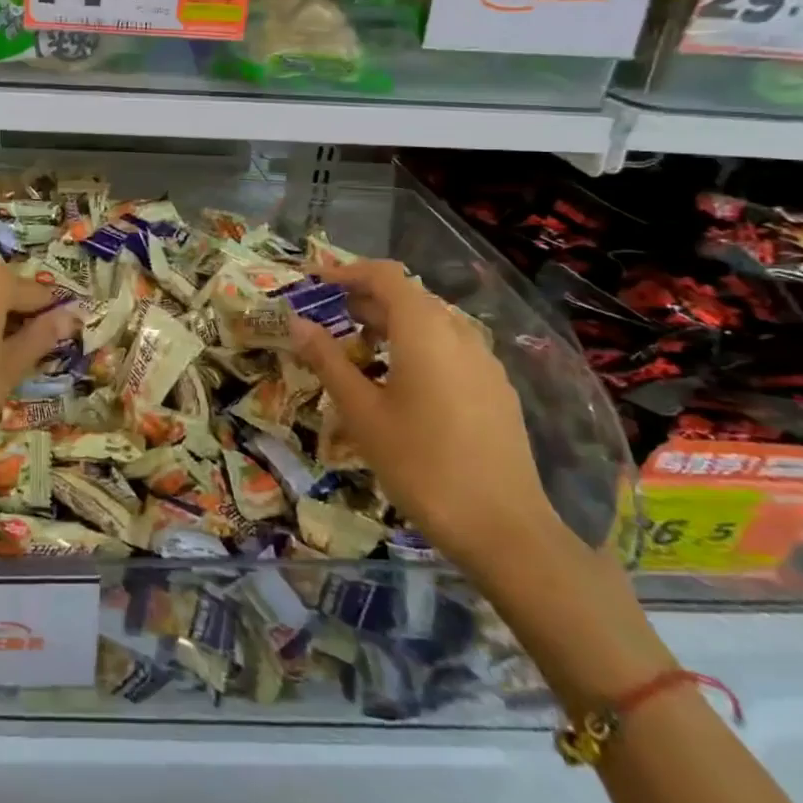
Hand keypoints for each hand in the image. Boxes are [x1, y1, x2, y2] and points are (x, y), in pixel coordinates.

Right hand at [293, 258, 561, 571]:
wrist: (505, 531)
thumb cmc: (421, 465)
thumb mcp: (362, 413)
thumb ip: (328, 360)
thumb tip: (297, 322)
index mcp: (424, 328)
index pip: (383, 274)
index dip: (345, 271)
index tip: (313, 284)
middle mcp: (458, 332)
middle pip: (407, 295)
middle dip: (364, 300)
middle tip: (326, 320)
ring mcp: (484, 361)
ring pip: (430, 322)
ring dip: (391, 324)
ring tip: (359, 352)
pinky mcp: (497, 389)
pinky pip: (450, 348)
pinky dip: (417, 347)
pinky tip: (401, 384)